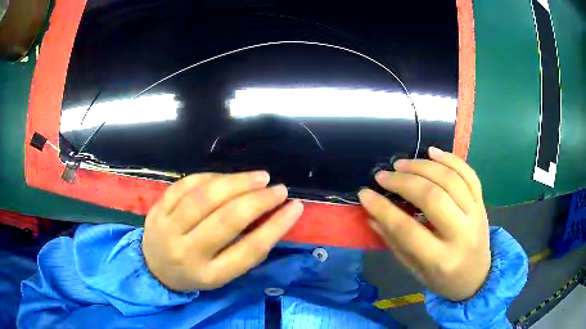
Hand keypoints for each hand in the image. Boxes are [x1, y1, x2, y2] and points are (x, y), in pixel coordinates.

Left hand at [142, 171, 303, 291]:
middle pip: (226, 220)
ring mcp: (167, 229)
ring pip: (204, 198)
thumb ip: (247, 250)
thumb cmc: (195, 273)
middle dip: (257, 200)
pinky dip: (210, 178)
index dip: (276, 226)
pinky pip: (185, 186)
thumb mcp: (223, 273)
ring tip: (259, 177)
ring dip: (235, 183)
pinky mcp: (157, 210)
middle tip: (278, 188)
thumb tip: (274, 216)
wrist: (154, 269)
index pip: (248, 250)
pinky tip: (226, 178)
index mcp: (209, 275)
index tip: (295, 206)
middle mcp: (186, 253)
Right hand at [359, 147, 489, 300]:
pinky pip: (469, 174)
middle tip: (383, 175)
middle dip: (404, 182)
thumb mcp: (416, 270)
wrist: (478, 277)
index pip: (408, 230)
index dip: (383, 209)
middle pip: (433, 197)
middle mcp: (462, 234)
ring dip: (424, 166)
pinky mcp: (482, 202)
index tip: (365, 193)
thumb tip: (372, 216)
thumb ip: (395, 243)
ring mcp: (476, 214)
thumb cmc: (444, 280)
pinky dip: (450, 159)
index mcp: (442, 259)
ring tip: (402, 163)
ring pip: (451, 179)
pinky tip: (432, 152)